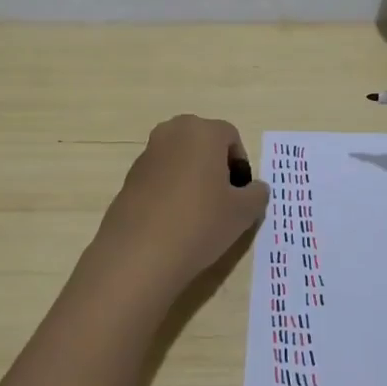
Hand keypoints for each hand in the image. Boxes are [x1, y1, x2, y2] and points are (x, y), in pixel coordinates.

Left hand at [88, 114, 269, 299]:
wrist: (140, 253)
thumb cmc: (201, 222)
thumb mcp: (243, 212)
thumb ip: (257, 194)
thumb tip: (254, 189)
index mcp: (202, 131)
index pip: (231, 137)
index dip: (241, 165)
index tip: (241, 194)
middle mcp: (172, 133)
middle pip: (203, 143)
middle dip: (216, 166)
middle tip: (222, 200)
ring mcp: (147, 154)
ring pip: (180, 159)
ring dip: (192, 177)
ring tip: (197, 214)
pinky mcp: (129, 177)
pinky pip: (160, 177)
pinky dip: (170, 190)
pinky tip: (173, 221)